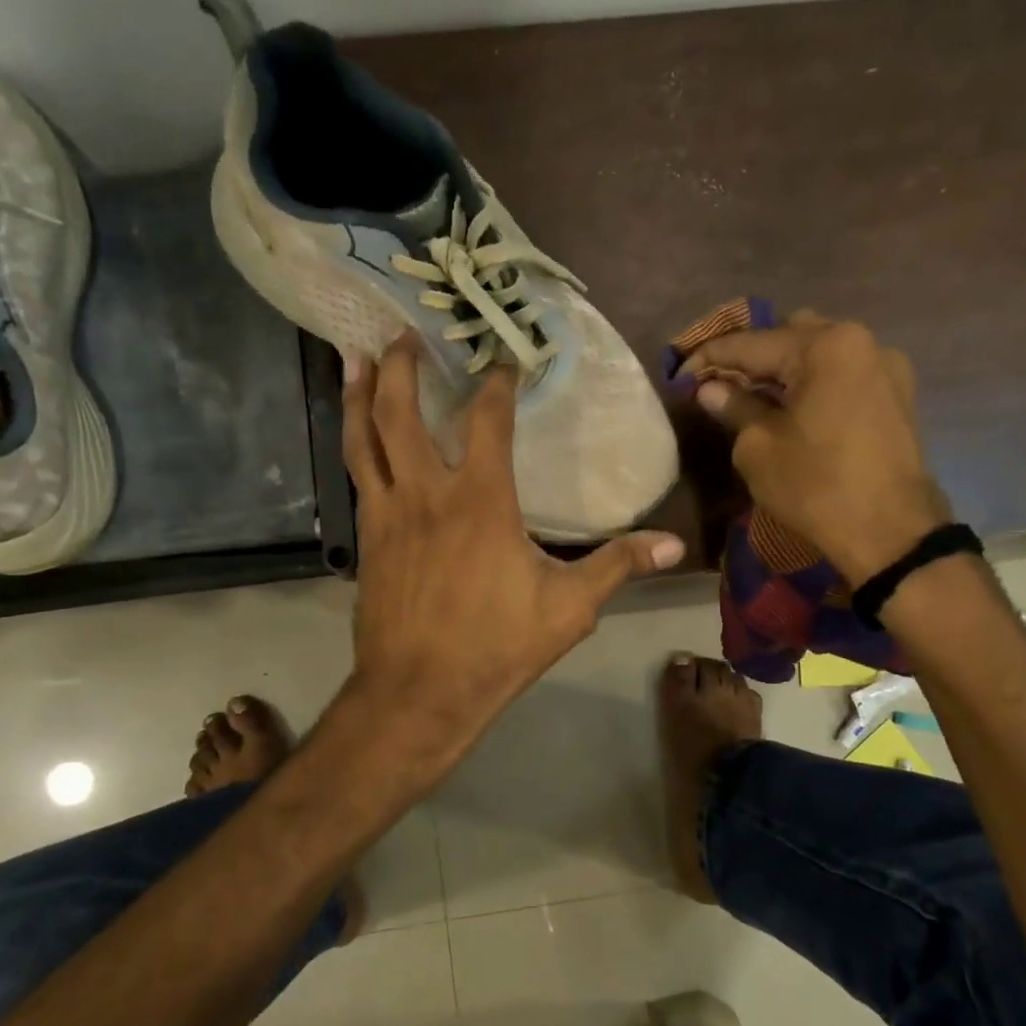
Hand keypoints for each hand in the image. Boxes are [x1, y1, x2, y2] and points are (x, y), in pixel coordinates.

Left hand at [339, 336, 684, 794]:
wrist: (418, 692)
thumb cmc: (496, 647)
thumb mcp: (569, 608)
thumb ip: (618, 566)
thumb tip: (673, 544)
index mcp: (481, 500)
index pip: (488, 420)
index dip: (496, 384)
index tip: (503, 362)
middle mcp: (427, 492)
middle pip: (401, 412)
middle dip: (400, 366)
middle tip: (401, 334)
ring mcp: (388, 514)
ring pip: (363, 439)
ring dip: (357, 393)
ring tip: (352, 356)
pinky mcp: (367, 540)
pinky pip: (357, 476)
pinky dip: (354, 444)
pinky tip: (356, 437)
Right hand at [678, 310, 949, 581]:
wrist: (890, 533)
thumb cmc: (816, 486)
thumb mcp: (758, 448)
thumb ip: (734, 407)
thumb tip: (711, 389)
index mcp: (826, 346)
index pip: (752, 343)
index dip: (709, 357)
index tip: (679, 373)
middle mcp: (861, 341)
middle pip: (790, 335)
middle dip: (749, 356)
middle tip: (715, 382)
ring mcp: (885, 367)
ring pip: (818, 353)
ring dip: (782, 368)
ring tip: (749, 394)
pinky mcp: (895, 395)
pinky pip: (841, 374)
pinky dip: (811, 382)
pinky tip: (788, 406)